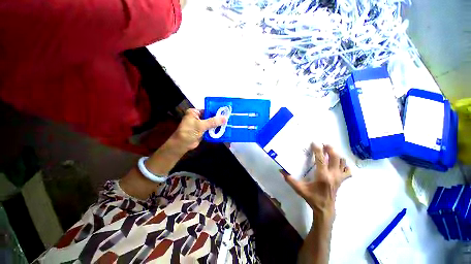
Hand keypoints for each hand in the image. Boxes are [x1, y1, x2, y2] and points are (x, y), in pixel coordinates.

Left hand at [169, 108, 226, 153]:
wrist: (182, 145)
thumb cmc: (189, 132)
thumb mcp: (201, 125)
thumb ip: (213, 121)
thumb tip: (225, 118)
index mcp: (195, 112)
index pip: (208, 110)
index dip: (216, 112)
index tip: (226, 113)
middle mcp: (197, 117)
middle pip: (210, 117)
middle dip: (218, 120)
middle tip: (228, 120)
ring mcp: (200, 125)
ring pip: (211, 124)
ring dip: (217, 126)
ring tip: (228, 125)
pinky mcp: (202, 131)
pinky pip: (210, 129)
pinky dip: (215, 130)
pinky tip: (223, 130)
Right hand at [282, 143, 350, 219]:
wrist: (325, 209)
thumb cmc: (312, 198)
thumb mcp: (299, 189)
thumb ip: (290, 180)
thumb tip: (281, 171)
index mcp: (322, 176)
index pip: (321, 159)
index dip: (318, 150)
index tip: (315, 143)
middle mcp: (333, 175)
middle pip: (335, 158)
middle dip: (330, 149)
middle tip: (324, 144)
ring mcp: (339, 178)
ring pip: (342, 162)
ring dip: (337, 155)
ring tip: (330, 151)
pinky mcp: (342, 181)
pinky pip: (347, 171)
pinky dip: (345, 165)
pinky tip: (339, 163)